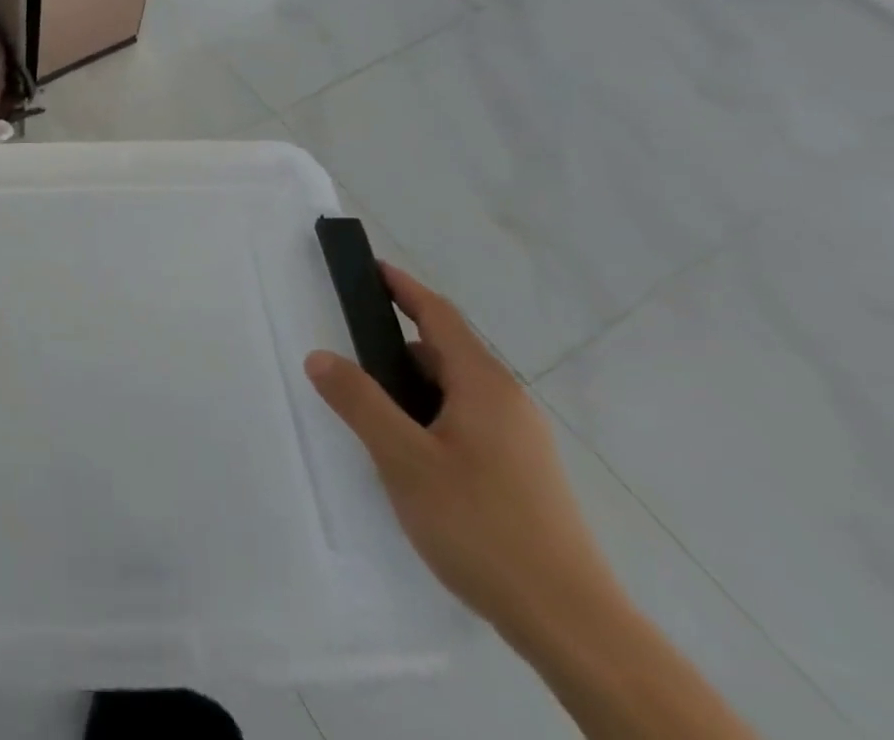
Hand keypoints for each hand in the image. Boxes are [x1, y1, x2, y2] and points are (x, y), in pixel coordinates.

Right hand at [303, 264, 617, 642]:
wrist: (572, 626)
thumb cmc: (482, 526)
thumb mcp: (404, 460)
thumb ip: (359, 401)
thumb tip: (320, 355)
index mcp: (484, 385)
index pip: (438, 315)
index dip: (403, 288)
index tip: (370, 268)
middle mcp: (508, 402)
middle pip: (446, 352)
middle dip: (396, 346)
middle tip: (350, 354)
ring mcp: (522, 441)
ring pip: (456, 392)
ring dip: (413, 388)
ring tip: (372, 411)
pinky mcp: (524, 475)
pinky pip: (468, 423)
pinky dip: (432, 417)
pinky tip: (411, 456)